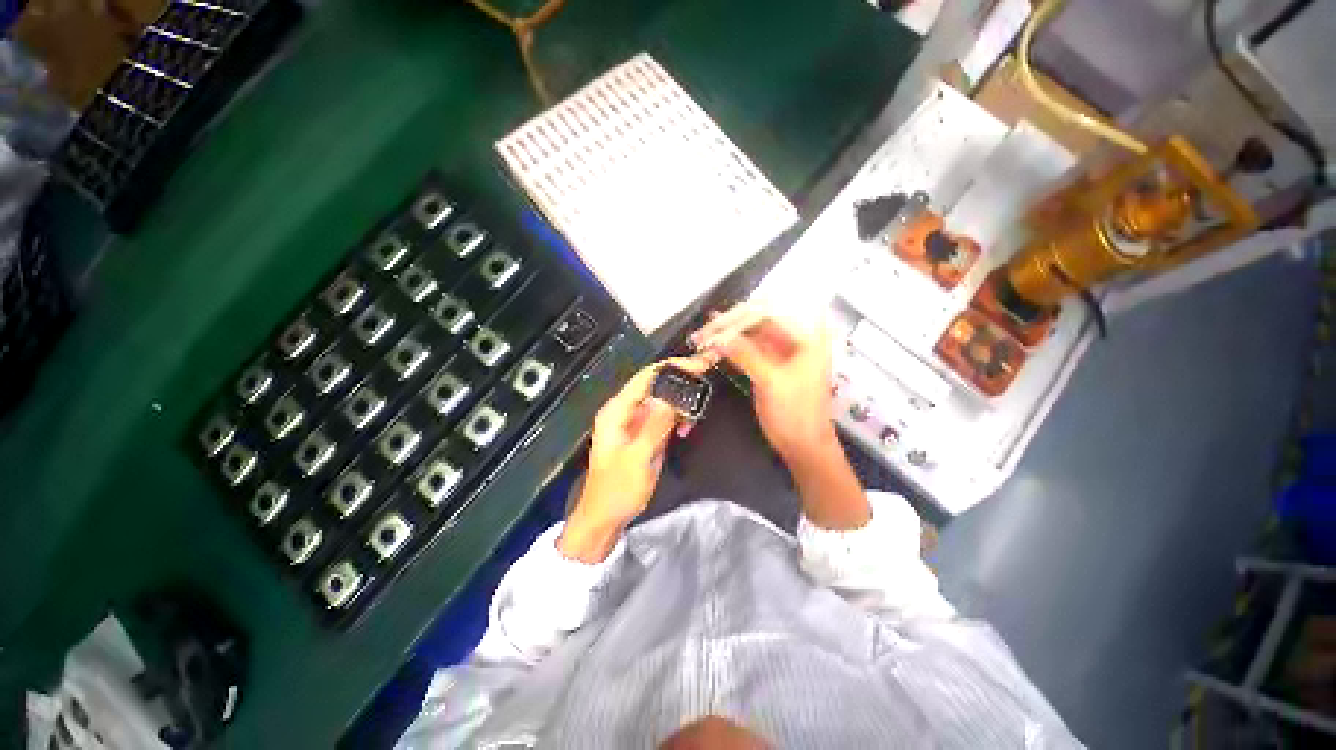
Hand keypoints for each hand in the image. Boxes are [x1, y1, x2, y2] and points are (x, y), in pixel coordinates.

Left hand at [558, 357, 707, 561]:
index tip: (700, 364)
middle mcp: (625, 410)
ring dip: (681, 403)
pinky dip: (677, 418)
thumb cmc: (618, 490)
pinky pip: (663, 416)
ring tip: (696, 415)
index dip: (673, 367)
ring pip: (662, 400)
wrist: (605, 518)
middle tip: (707, 381)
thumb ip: (656, 425)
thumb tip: (673, 395)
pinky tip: (686, 428)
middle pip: (656, 385)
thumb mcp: (639, 457)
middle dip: (681, 382)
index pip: (647, 377)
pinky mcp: (643, 433)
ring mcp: (634, 422)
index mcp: (617, 410)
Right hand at [693, 304, 868, 529]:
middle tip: (706, 326)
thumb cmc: (796, 413)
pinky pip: (751, 350)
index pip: (771, 310)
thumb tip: (717, 336)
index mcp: (808, 335)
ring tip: (704, 333)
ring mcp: (785, 352)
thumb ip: (744, 355)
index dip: (743, 313)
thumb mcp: (770, 381)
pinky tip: (716, 345)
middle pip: (761, 320)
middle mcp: (798, 337)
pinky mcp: (773, 365)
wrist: (804, 446)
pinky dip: (734, 348)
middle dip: (733, 323)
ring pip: (753, 334)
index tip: (717, 318)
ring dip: (730, 334)